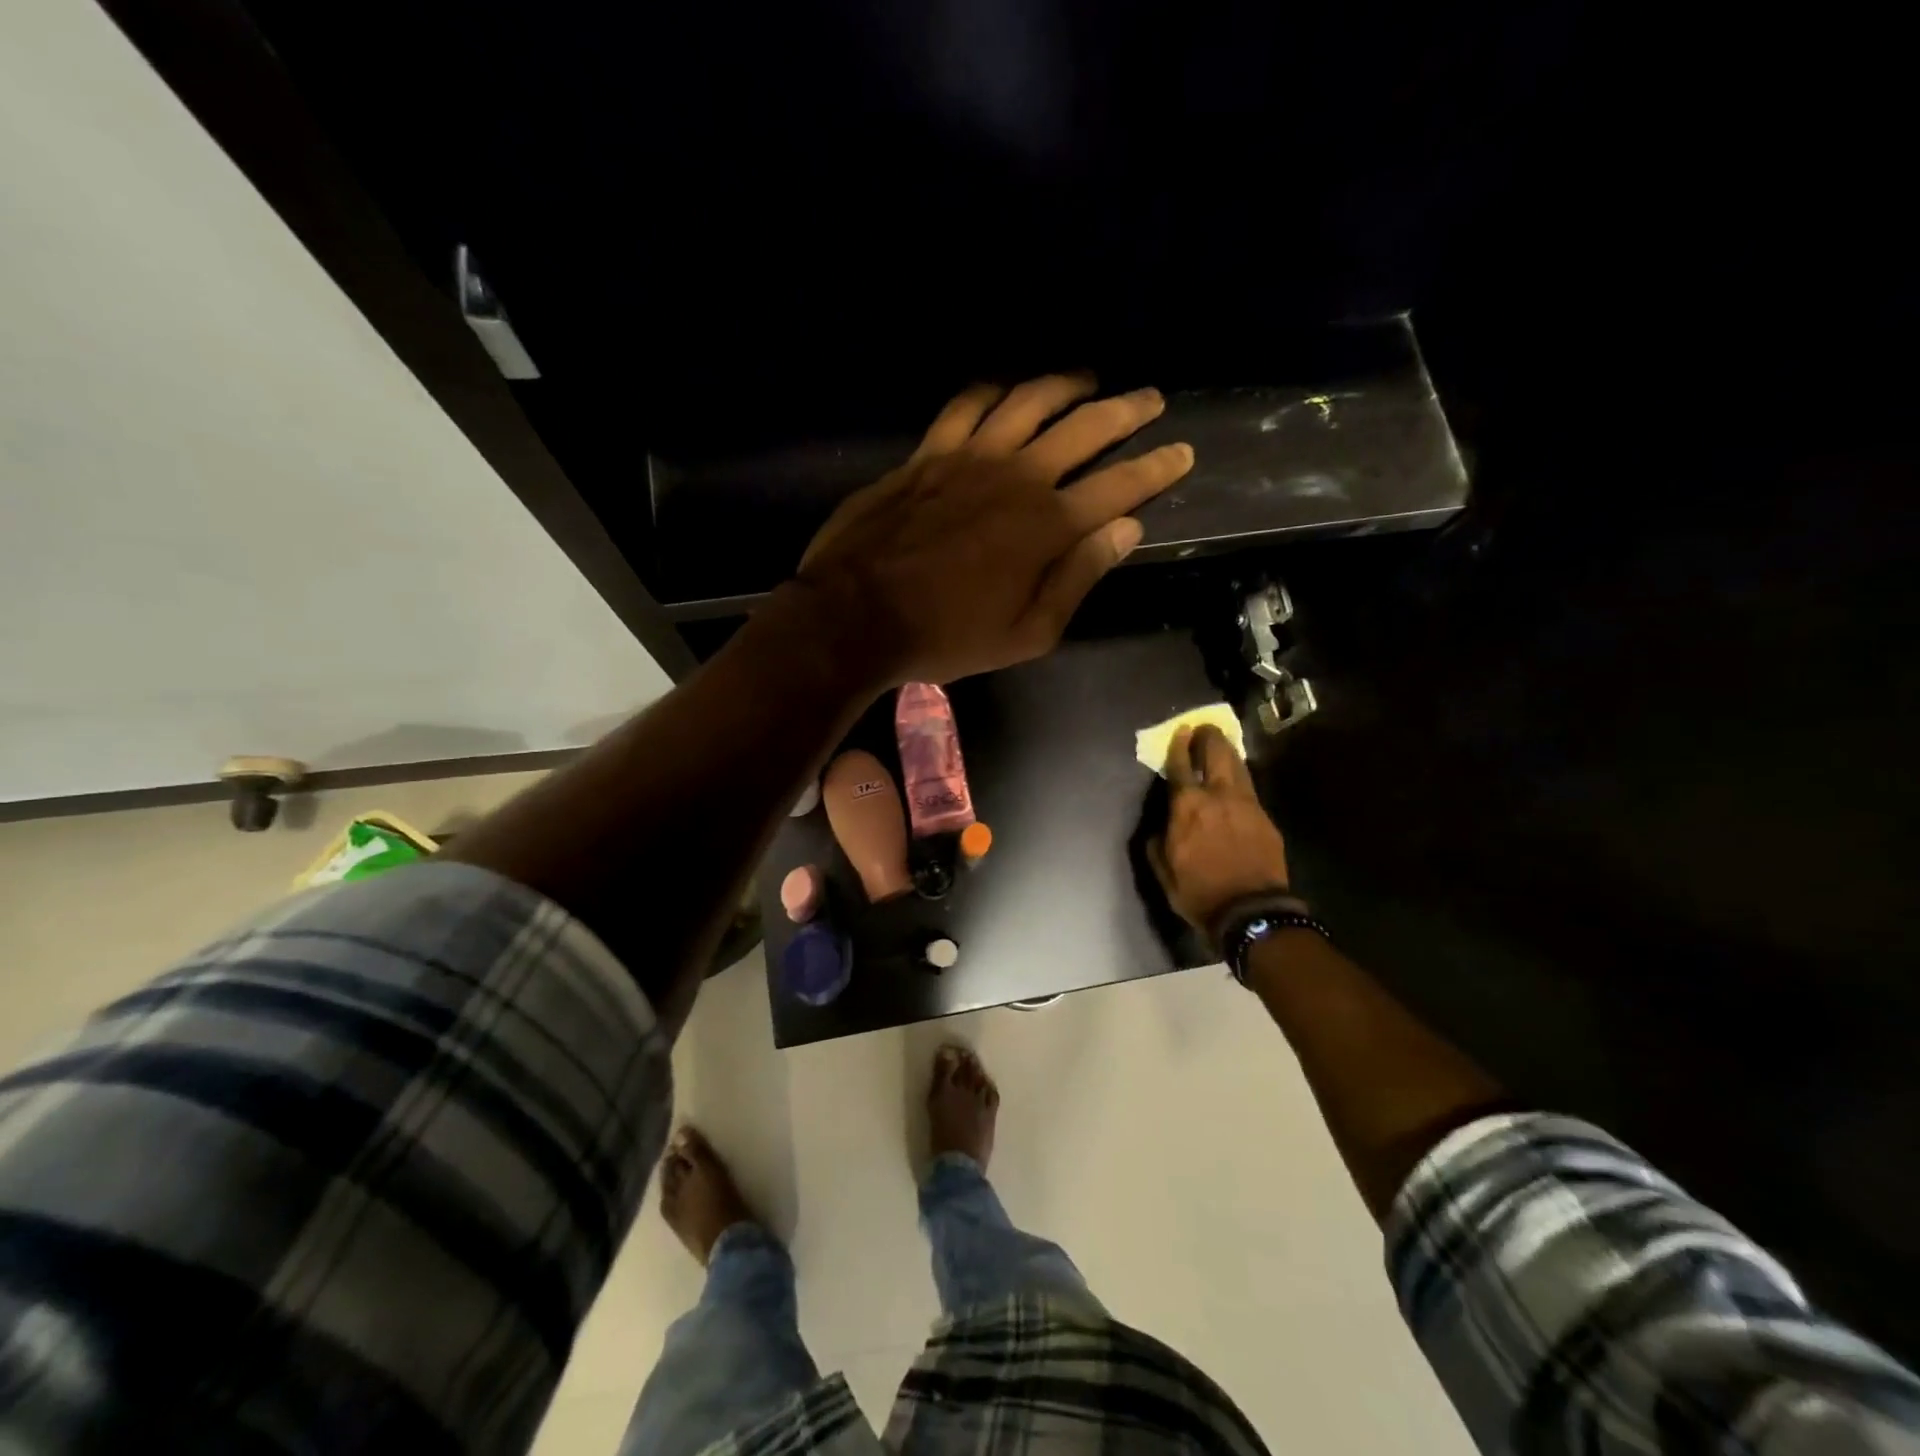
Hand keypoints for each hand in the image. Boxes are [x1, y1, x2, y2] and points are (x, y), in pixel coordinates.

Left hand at [794, 375, 1193, 686]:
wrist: (857, 615)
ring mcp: (969, 457)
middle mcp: (1017, 476)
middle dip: (1126, 410)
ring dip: (1065, 384)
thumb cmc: (947, 636)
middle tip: (1150, 398)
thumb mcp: (1027, 633)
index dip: (1156, 468)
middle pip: (1084, 428)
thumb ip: (1078, 578)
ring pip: (1029, 401)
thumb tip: (1125, 530)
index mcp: (1048, 526)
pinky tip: (1005, 388)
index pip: (1120, 486)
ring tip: (1088, 378)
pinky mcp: (928, 453)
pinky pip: (966, 405)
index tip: (1181, 451)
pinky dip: (992, 390)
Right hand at [1149, 724, 1292, 931]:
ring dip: (1228, 751)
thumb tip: (1160, 827)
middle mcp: (1218, 796)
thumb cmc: (1198, 892)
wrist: (1250, 912)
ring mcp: (1247, 804)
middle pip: (1216, 754)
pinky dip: (1240, 776)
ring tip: (1221, 744)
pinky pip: (1250, 787)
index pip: (1181, 765)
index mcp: (1187, 806)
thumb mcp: (1163, 870)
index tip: (1181, 731)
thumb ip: (1157, 842)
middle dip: (1209, 737)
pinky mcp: (1265, 817)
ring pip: (1238, 766)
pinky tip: (1237, 778)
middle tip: (1204, 729)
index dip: (1180, 745)